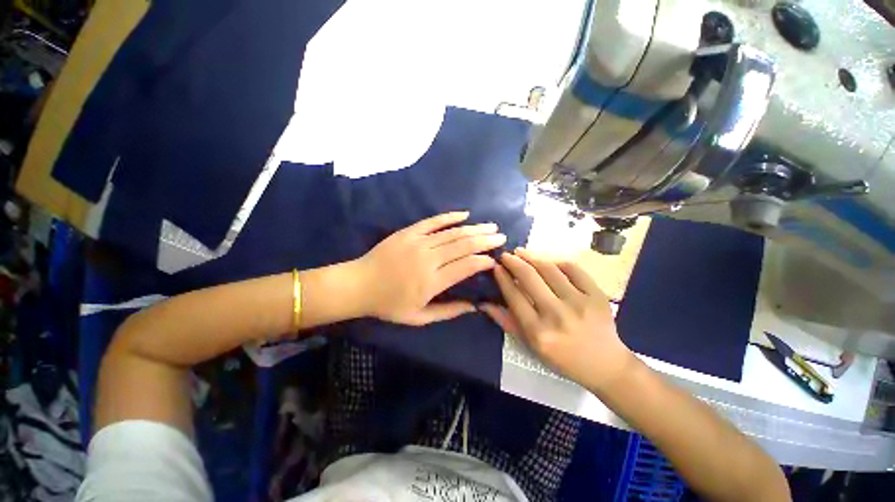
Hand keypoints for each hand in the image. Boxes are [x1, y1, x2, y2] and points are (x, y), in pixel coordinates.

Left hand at [356, 211, 505, 325]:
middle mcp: (428, 259)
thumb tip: (474, 306)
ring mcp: (418, 242)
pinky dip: (450, 217)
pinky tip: (464, 214)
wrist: (359, 284)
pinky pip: (433, 221)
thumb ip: (448, 312)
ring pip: (452, 232)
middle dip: (485, 240)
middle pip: (463, 245)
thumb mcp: (419, 318)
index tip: (495, 259)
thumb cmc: (389, 304)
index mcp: (432, 282)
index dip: (483, 261)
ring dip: (474, 228)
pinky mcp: (409, 232)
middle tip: (501, 236)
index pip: (466, 266)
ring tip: (490, 226)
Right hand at [481, 249, 634, 390]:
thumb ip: (505, 322)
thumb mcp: (529, 345)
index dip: (502, 277)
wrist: (604, 364)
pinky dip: (557, 261)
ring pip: (549, 269)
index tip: (496, 266)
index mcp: (537, 331)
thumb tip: (483, 303)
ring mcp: (579, 303)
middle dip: (513, 261)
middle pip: (529, 277)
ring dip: (532, 256)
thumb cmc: (561, 357)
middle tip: (506, 255)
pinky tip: (548, 261)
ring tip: (521, 252)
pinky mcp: (597, 295)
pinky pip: (573, 269)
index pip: (513, 295)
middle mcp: (556, 314)